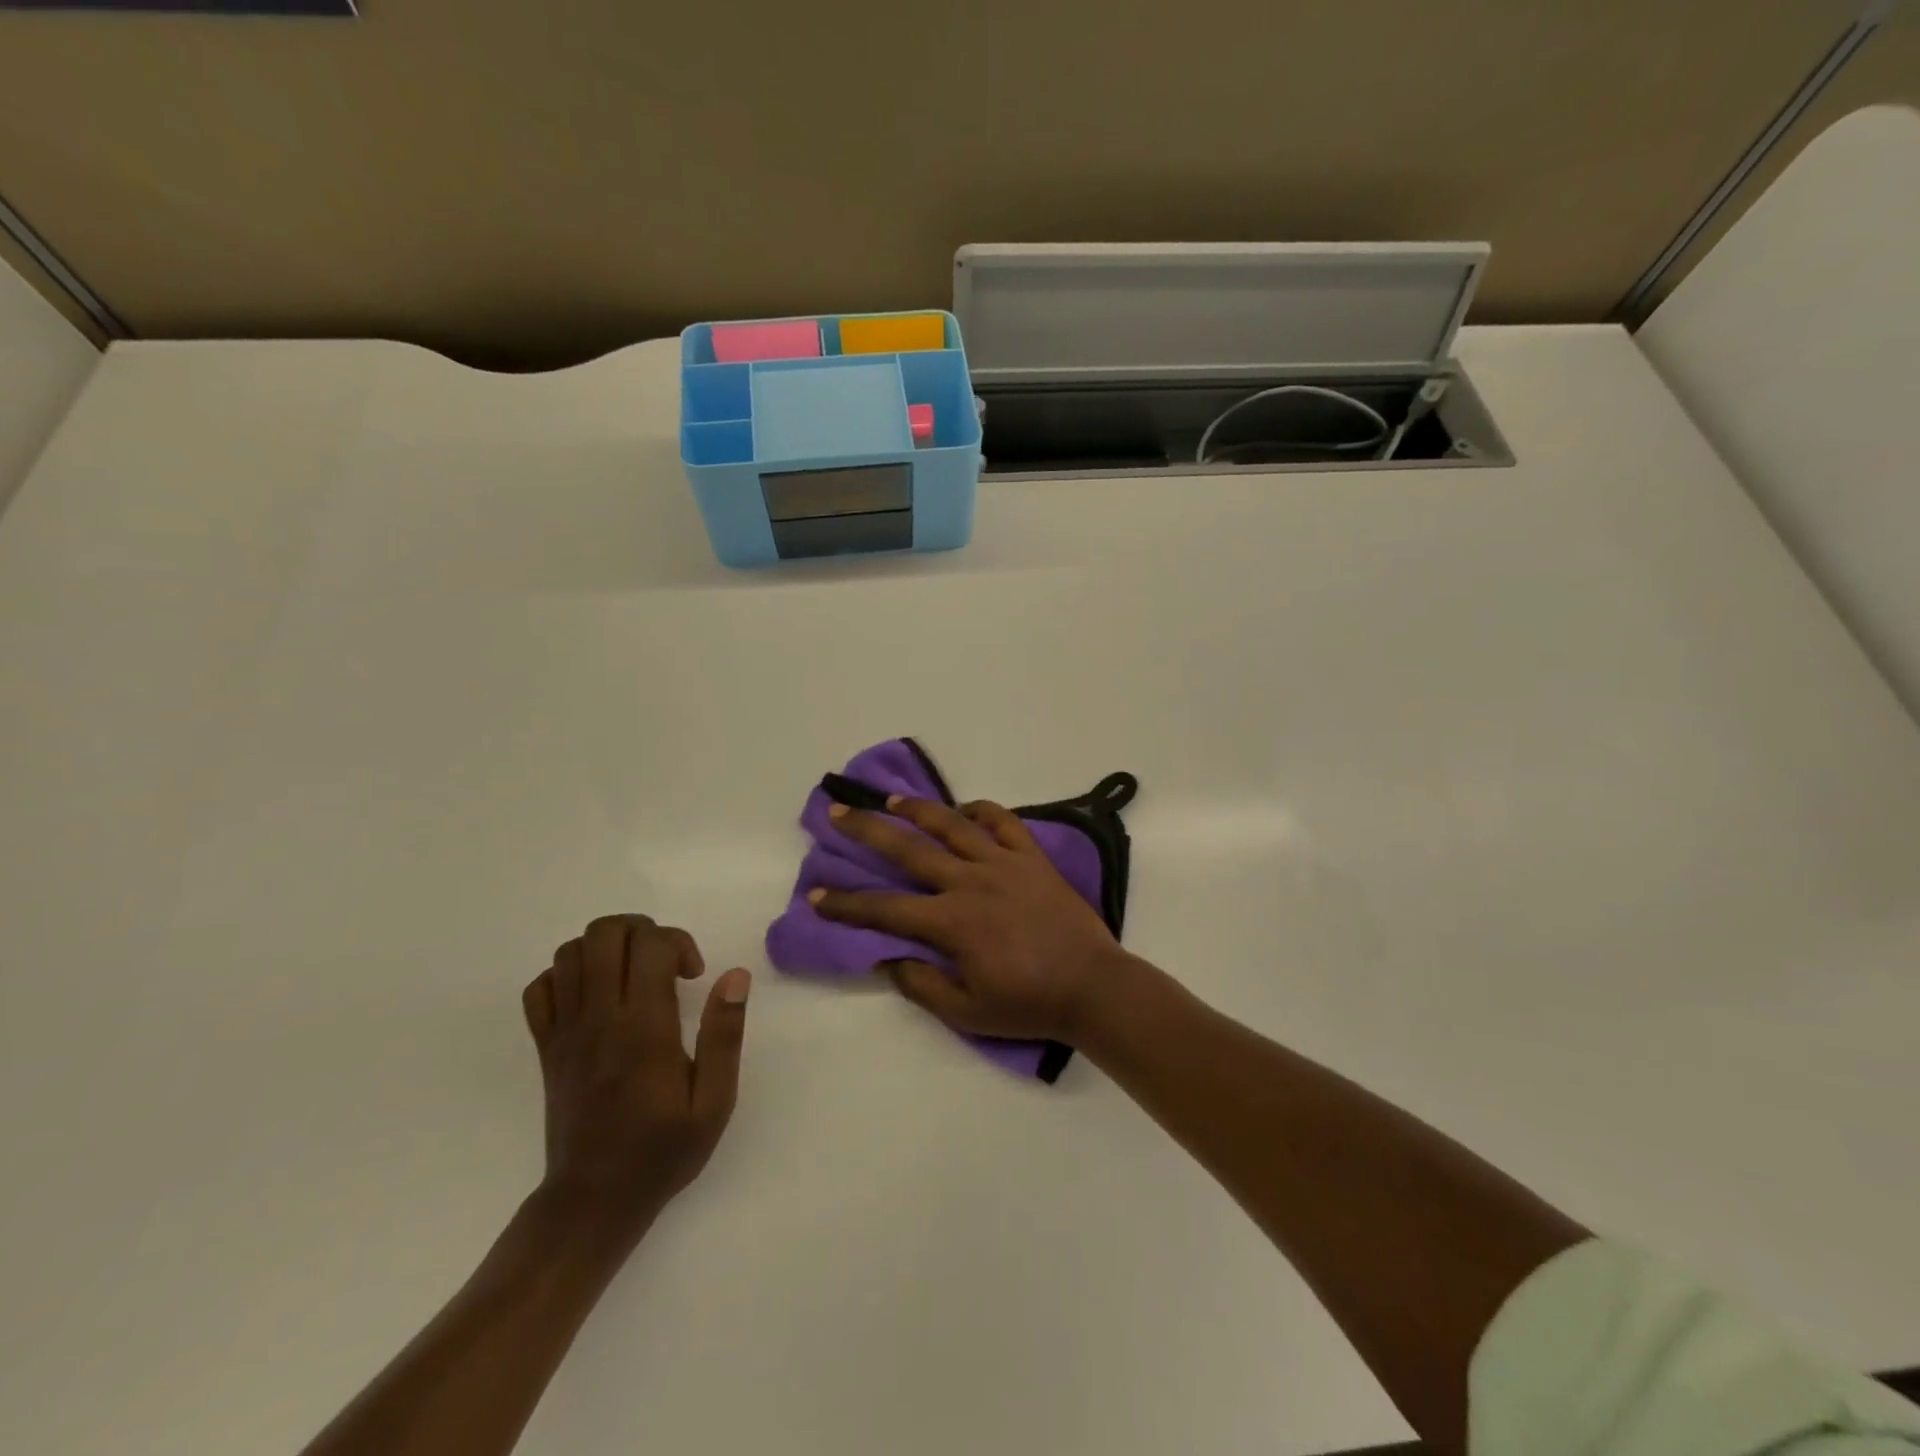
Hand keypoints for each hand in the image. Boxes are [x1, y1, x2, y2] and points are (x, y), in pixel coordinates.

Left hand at [522, 915, 749, 1244]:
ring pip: (570, 952)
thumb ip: (725, 1035)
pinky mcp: (546, 1046)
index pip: (650, 945)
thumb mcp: (714, 1102)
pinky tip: (596, 994)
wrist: (592, 1202)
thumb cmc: (662, 1151)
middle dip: (641, 930)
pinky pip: (542, 987)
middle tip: (664, 962)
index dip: (677, 942)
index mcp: (644, 1028)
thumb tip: (735, 976)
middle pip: (604, 933)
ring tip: (634, 973)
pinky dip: (567, 974)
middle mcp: (599, 1018)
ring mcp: (566, 1031)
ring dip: (607, 947)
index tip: (694, 974)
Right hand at [810, 797, 1127, 1042]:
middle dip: (868, 830)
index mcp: (952, 922)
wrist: (1093, 987)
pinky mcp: (1033, 857)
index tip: (815, 895)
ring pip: (953, 825)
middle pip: (909, 849)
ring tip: (891, 799)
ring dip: (918, 809)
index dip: (846, 904)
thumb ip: (921, 985)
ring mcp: (1004, 863)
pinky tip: (965, 809)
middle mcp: (971, 882)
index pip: (885, 909)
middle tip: (838, 812)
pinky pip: (1004, 822)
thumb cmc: (1028, 1004)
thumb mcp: (967, 1013)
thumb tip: (887, 959)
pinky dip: (982, 810)